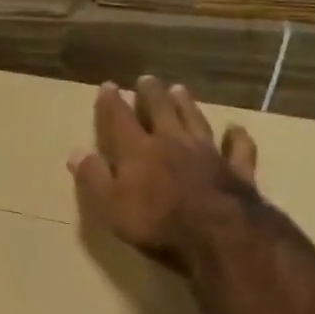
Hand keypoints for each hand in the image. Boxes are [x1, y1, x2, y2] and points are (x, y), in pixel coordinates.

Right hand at [68, 76, 260, 271]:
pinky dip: (237, 137)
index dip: (112, 102)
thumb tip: (76, 152)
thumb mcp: (110, 205)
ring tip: (180, 89)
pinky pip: (238, 148)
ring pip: (196, 120)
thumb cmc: (155, 222)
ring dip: (187, 104)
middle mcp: (173, 142)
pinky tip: (236, 128)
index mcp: (138, 150)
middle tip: (147, 79)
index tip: (108, 85)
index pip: (120, 119)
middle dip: (152, 94)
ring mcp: (208, 153)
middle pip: (161, 110)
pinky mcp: (236, 169)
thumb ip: (94, 177)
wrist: (216, 233)